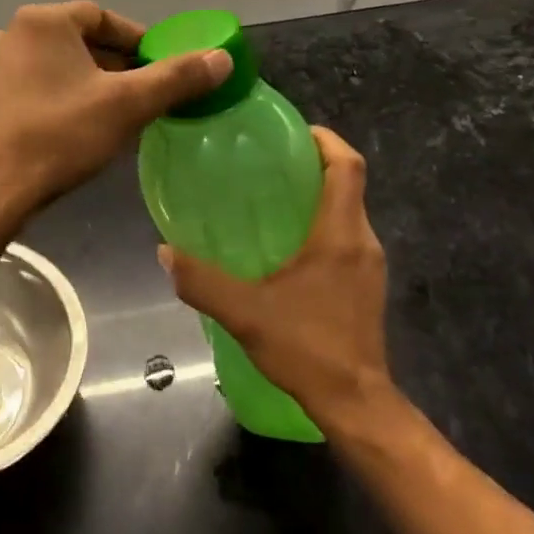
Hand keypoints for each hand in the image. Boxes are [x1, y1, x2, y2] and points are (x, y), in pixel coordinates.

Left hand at [0, 1, 231, 212]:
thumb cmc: (59, 136)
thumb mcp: (127, 105)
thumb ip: (176, 78)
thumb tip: (223, 57)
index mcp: (42, 22)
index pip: (101, 18)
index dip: (136, 40)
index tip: (159, 67)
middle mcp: (9, 36)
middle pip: (74, 42)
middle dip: (111, 66)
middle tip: (140, 95)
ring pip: (50, 69)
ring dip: (82, 85)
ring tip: (109, 116)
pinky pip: (26, 93)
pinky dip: (52, 103)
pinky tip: (66, 134)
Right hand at [160, 127, 396, 430]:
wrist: (356, 403)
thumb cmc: (307, 348)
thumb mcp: (245, 313)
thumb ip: (202, 281)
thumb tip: (164, 252)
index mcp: (340, 234)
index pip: (347, 166)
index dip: (324, 139)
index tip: (293, 130)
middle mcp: (362, 241)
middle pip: (348, 183)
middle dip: (313, 163)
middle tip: (268, 162)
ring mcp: (368, 264)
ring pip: (347, 210)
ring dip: (316, 195)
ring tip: (270, 197)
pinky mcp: (365, 284)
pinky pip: (345, 236)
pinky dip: (320, 224)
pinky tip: (284, 245)